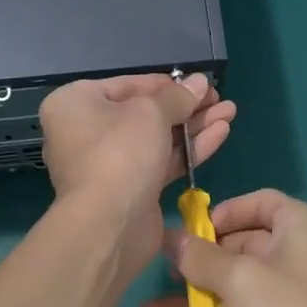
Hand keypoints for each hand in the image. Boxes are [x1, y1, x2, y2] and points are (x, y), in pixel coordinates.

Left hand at [39, 73, 235, 280]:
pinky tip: (221, 133)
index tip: (198, 83)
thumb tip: (199, 81)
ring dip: (193, 125)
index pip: (127, 85)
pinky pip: (161, 161)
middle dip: (186, 106)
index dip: (165, 83)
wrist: (108, 225)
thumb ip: (178, 96)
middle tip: (219, 97)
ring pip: (157, 138)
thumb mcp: (151, 112)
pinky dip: (188, 148)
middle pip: (144, 112)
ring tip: (229, 111)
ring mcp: (109, 163)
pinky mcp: (131, 190)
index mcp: (76, 104)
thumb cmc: (120, 152)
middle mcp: (86, 131)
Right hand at [141, 190, 306, 306]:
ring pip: (228, 292)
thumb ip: (200, 258)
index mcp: (296, 229)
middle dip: (197, 260)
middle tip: (157, 268)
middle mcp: (290, 259)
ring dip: (189, 300)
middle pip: (238, 249)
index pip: (261, 204)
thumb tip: (170, 238)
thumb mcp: (240, 277)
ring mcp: (280, 304)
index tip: (192, 225)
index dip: (226, 211)